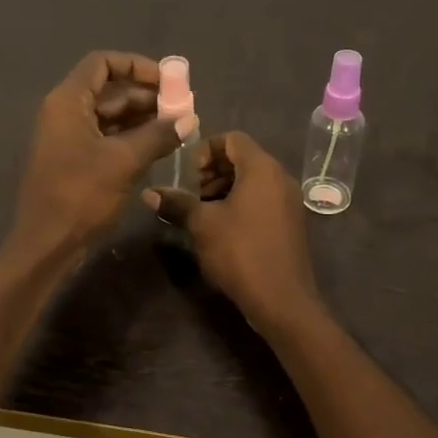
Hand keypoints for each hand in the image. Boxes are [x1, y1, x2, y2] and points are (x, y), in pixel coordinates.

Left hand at [11, 51, 189, 258]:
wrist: (46, 244)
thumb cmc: (81, 195)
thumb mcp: (124, 161)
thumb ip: (158, 135)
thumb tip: (189, 119)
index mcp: (68, 102)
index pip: (102, 63)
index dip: (136, 65)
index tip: (168, 81)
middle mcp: (65, 112)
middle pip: (109, 90)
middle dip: (147, 95)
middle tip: (182, 108)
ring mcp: (69, 137)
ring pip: (110, 115)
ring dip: (143, 118)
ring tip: (177, 128)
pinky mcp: (75, 160)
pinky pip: (107, 137)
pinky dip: (132, 137)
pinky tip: (159, 146)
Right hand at [145, 132, 320, 327]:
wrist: (282, 300)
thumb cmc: (240, 252)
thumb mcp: (202, 225)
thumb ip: (176, 203)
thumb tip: (148, 193)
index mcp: (262, 168)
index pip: (232, 138)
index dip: (204, 150)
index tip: (186, 175)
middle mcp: (280, 178)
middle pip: (242, 158)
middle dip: (211, 172)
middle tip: (190, 195)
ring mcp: (288, 201)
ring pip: (251, 181)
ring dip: (223, 189)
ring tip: (200, 214)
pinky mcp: (289, 223)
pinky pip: (261, 200)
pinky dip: (239, 204)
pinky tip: (220, 229)